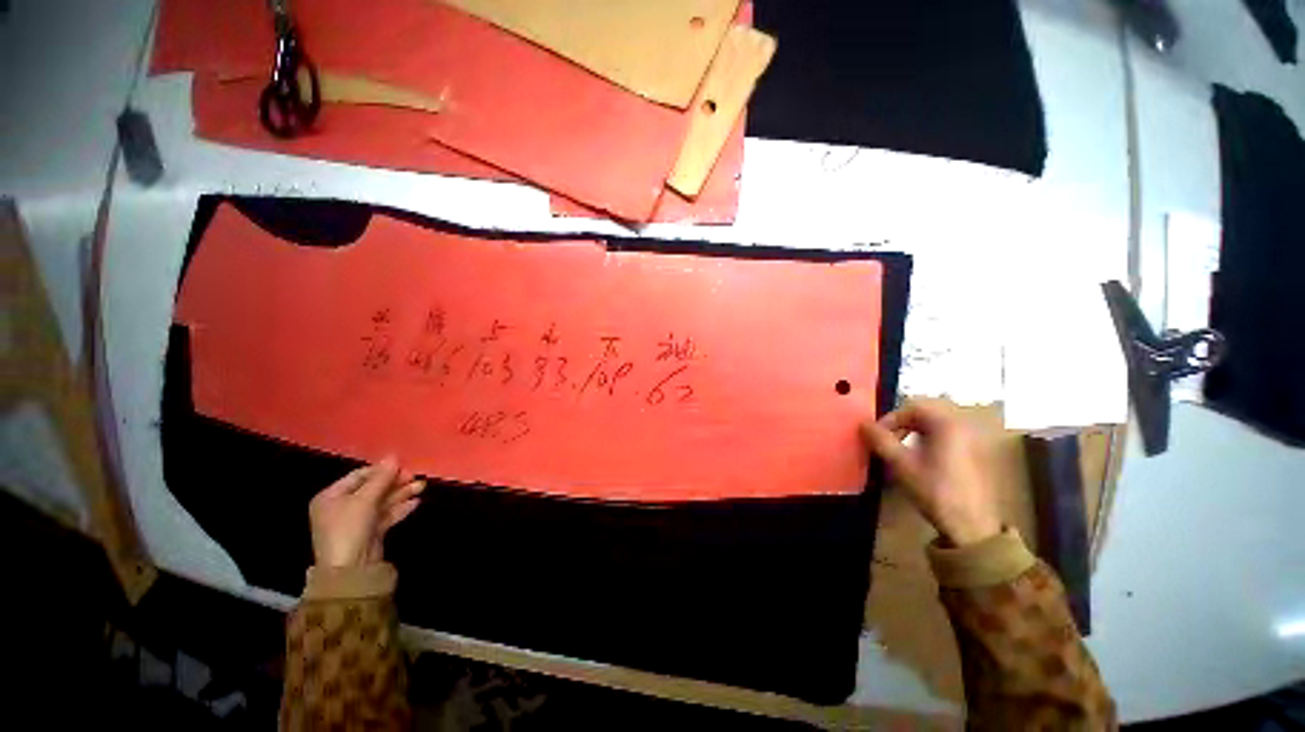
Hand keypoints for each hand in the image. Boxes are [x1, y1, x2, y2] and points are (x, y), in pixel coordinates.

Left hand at [308, 456, 425, 567]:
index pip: (359, 476)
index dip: (381, 470)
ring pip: (382, 501)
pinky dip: (400, 508)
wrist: (351, 569)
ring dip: (401, 493)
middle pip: (372, 488)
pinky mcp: (370, 532)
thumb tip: (393, 456)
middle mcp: (342, 507)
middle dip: (395, 482)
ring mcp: (357, 521)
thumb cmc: (349, 528)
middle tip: (415, 476)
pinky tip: (415, 502)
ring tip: (421, 487)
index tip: (403, 465)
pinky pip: (386, 515)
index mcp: (331, 497)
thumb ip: (380, 478)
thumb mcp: (364, 500)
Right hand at [860, 398, 1001, 545]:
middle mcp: (963, 425)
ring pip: (935, 425)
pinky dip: (928, 440)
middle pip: (925, 413)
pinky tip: (920, 459)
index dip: (889, 419)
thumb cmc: (935, 491)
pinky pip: (946, 436)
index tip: (876, 436)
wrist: (972, 527)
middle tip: (886, 441)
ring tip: (900, 450)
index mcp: (947, 424)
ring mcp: (972, 440)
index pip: (911, 407)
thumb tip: (863, 424)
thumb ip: (881, 440)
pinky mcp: (975, 454)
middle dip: (901, 424)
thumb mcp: (901, 465)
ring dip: (913, 432)